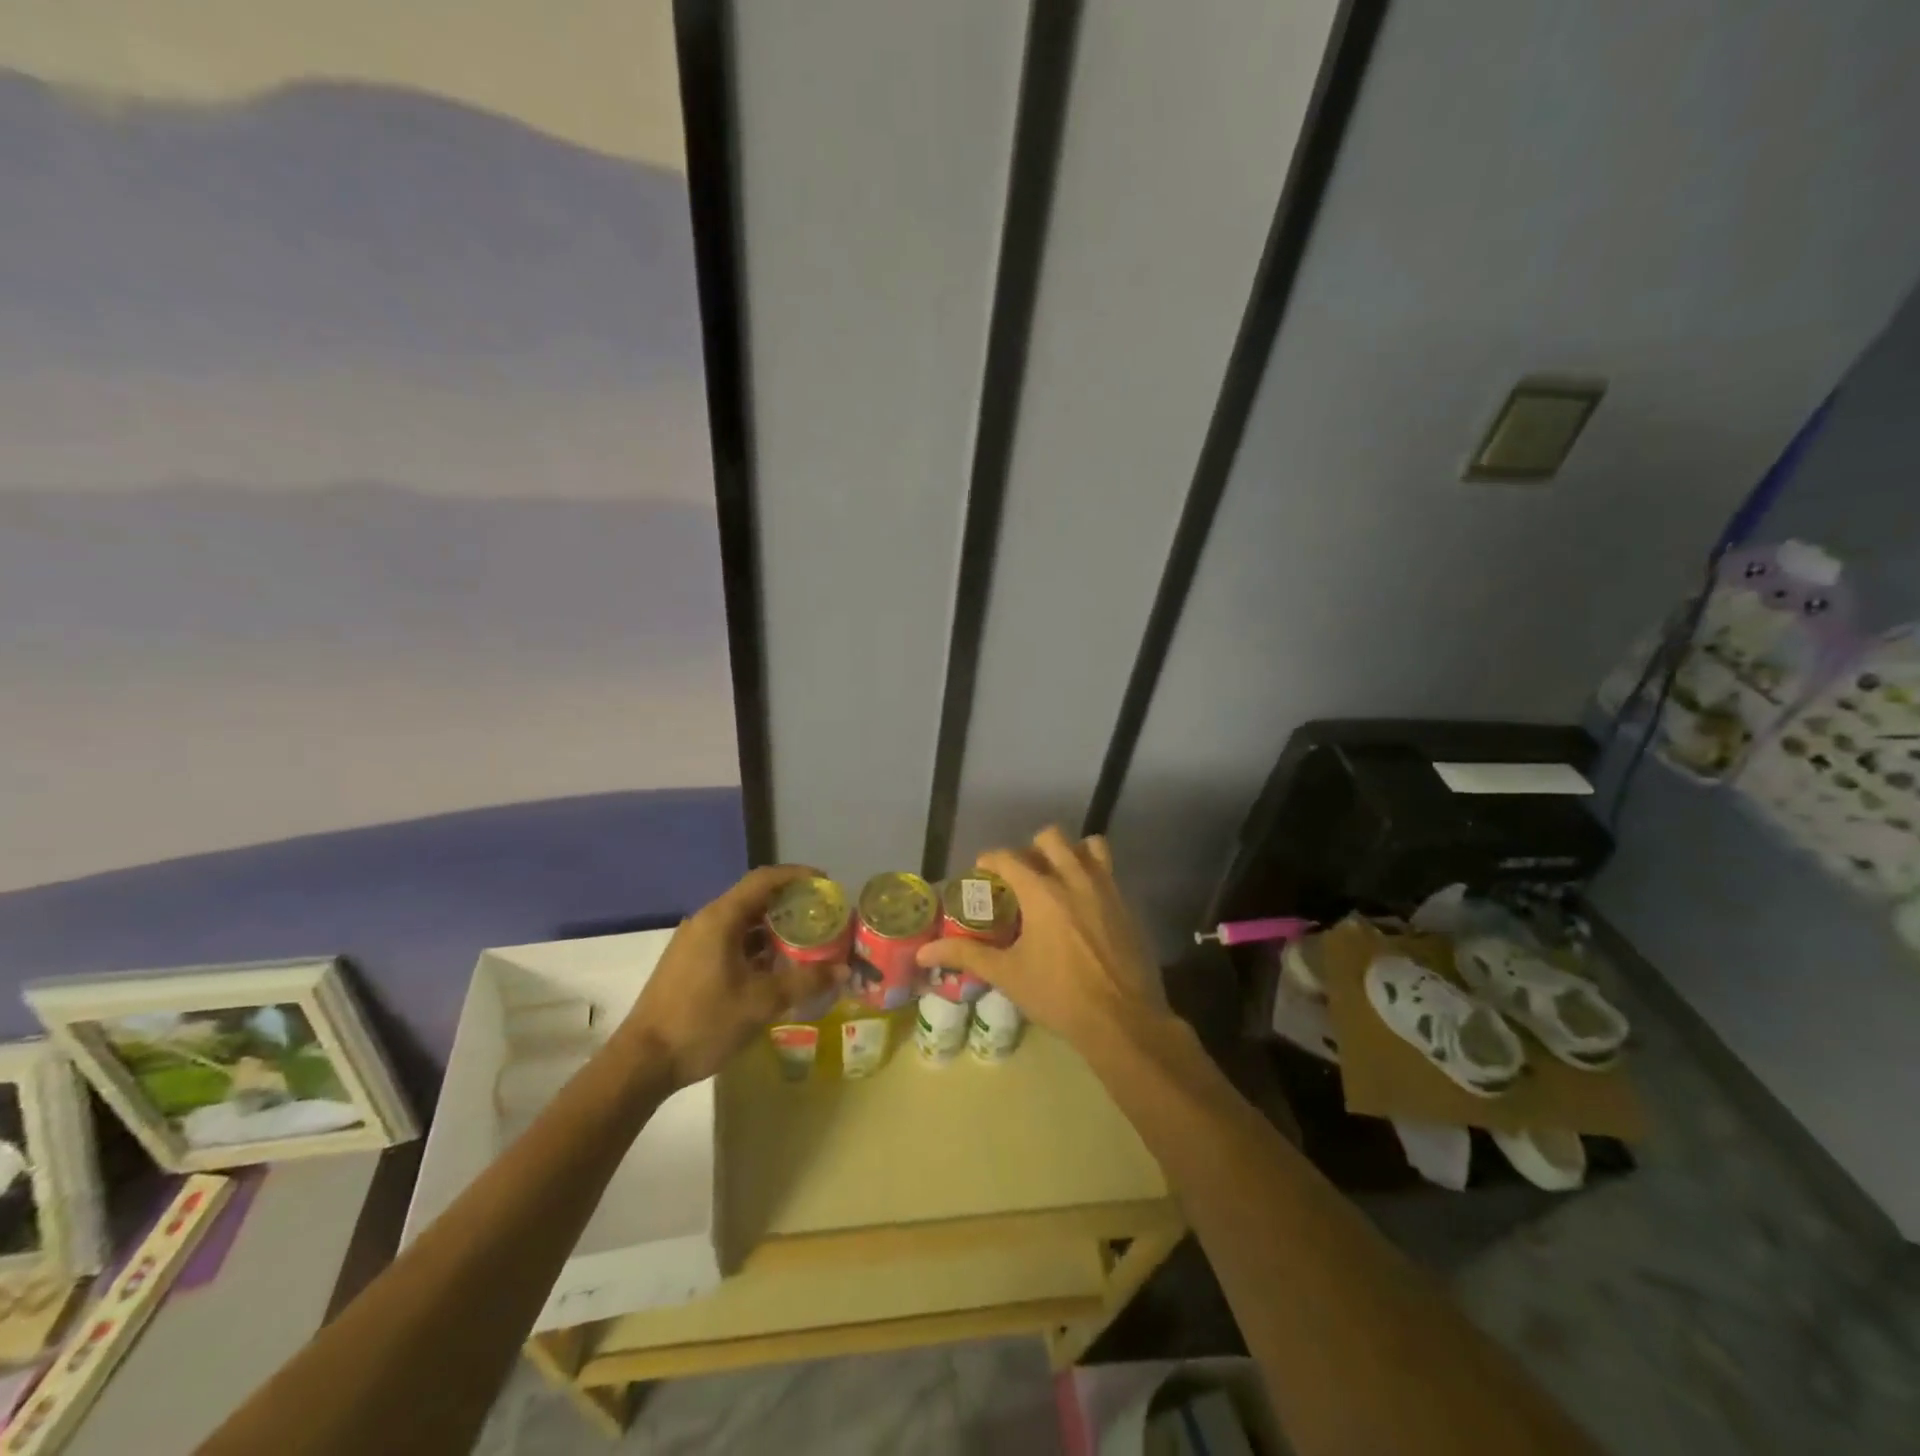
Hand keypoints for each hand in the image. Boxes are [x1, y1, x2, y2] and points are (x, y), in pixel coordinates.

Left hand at [620, 865, 840, 1088]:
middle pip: (753, 898)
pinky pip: (729, 939)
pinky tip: (773, 968)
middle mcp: (706, 921)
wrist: (643, 1062)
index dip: (797, 876)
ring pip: (741, 921)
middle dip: (789, 903)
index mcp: (721, 919)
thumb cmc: (704, 1022)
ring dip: (772, 927)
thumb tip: (843, 970)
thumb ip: (805, 981)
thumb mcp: (762, 1002)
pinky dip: (755, 945)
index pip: (764, 879)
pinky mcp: (688, 962)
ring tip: (804, 941)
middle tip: (821, 916)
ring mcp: (693, 942)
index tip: (826, 884)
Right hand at [915, 827, 1166, 1050]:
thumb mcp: (1008, 975)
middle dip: (1032, 849)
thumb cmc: (1058, 996)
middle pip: (1051, 837)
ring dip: (1070, 854)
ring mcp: (1106, 889)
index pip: (1008, 856)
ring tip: (1058, 880)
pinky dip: (1093, 876)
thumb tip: (923, 950)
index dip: (991, 859)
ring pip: (1089, 846)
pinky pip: (1108, 873)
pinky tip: (1083, 906)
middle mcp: (1074, 878)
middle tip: (1022, 877)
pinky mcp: (1127, 904)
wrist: (1122, 1020)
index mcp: (1041, 891)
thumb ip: (966, 954)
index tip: (982, 872)